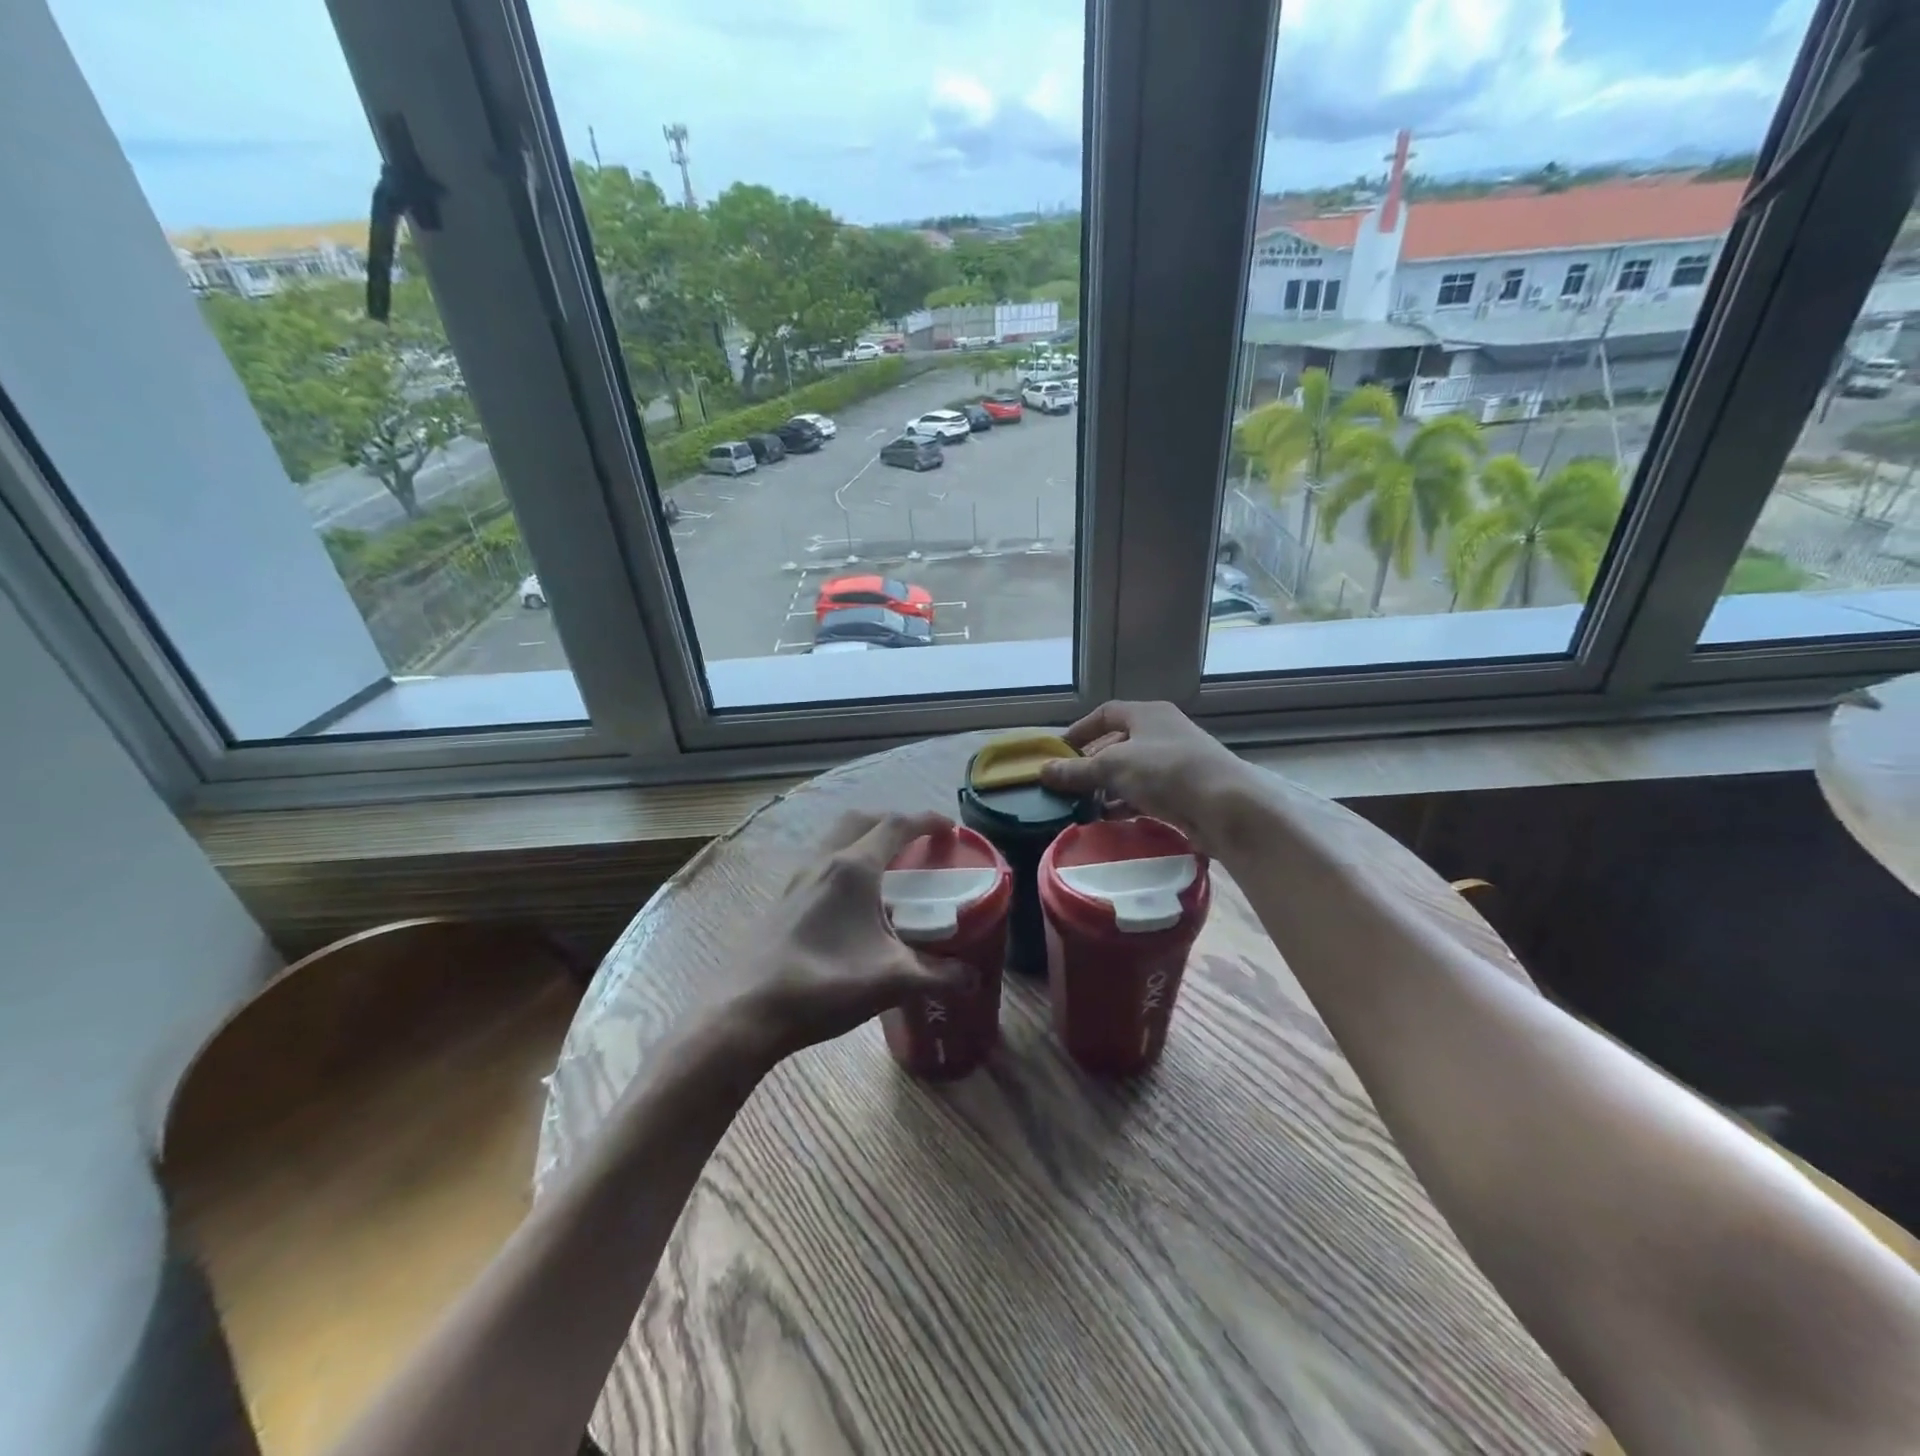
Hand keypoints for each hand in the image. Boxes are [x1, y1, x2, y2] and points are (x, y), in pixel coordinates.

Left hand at [720, 811, 969, 1065]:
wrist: (747, 1011)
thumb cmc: (824, 985)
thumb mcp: (890, 981)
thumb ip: (937, 976)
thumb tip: (971, 978)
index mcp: (853, 868)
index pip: (897, 825)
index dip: (927, 821)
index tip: (951, 830)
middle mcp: (824, 862)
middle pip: (862, 819)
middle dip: (894, 822)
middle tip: (918, 843)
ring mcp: (798, 879)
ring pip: (836, 838)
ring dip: (864, 838)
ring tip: (888, 868)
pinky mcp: (783, 900)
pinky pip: (821, 862)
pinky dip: (844, 861)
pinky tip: (853, 902)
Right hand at [1039, 701, 1254, 855]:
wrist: (1225, 805)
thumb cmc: (1165, 771)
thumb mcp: (1113, 767)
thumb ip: (1077, 771)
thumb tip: (1043, 771)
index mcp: (1147, 715)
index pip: (1106, 714)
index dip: (1080, 731)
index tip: (1059, 752)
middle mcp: (1162, 733)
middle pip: (1118, 744)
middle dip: (1092, 765)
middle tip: (1068, 784)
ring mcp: (1175, 763)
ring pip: (1132, 773)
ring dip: (1107, 789)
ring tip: (1083, 806)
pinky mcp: (1184, 792)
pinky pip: (1146, 795)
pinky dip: (1126, 805)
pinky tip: (1109, 820)